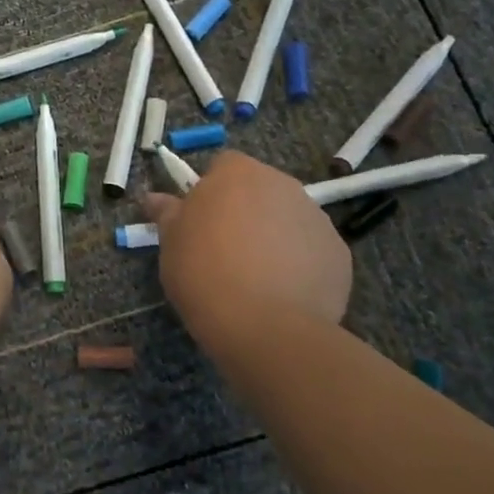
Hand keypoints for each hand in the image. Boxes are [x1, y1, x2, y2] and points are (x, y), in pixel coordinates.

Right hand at [142, 151, 351, 354]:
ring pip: (287, 220)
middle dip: (244, 212)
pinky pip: (311, 251)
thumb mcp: (170, 241)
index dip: (210, 192)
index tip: (199, 222)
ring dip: (273, 237)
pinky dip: (299, 265)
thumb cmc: (204, 271)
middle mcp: (283, 184)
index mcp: (238, 172)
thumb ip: (166, 213)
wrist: (265, 326)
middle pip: (259, 190)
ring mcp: (317, 218)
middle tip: (224, 250)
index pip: (223, 166)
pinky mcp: (339, 254)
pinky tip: (283, 295)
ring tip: (255, 278)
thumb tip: (153, 198)